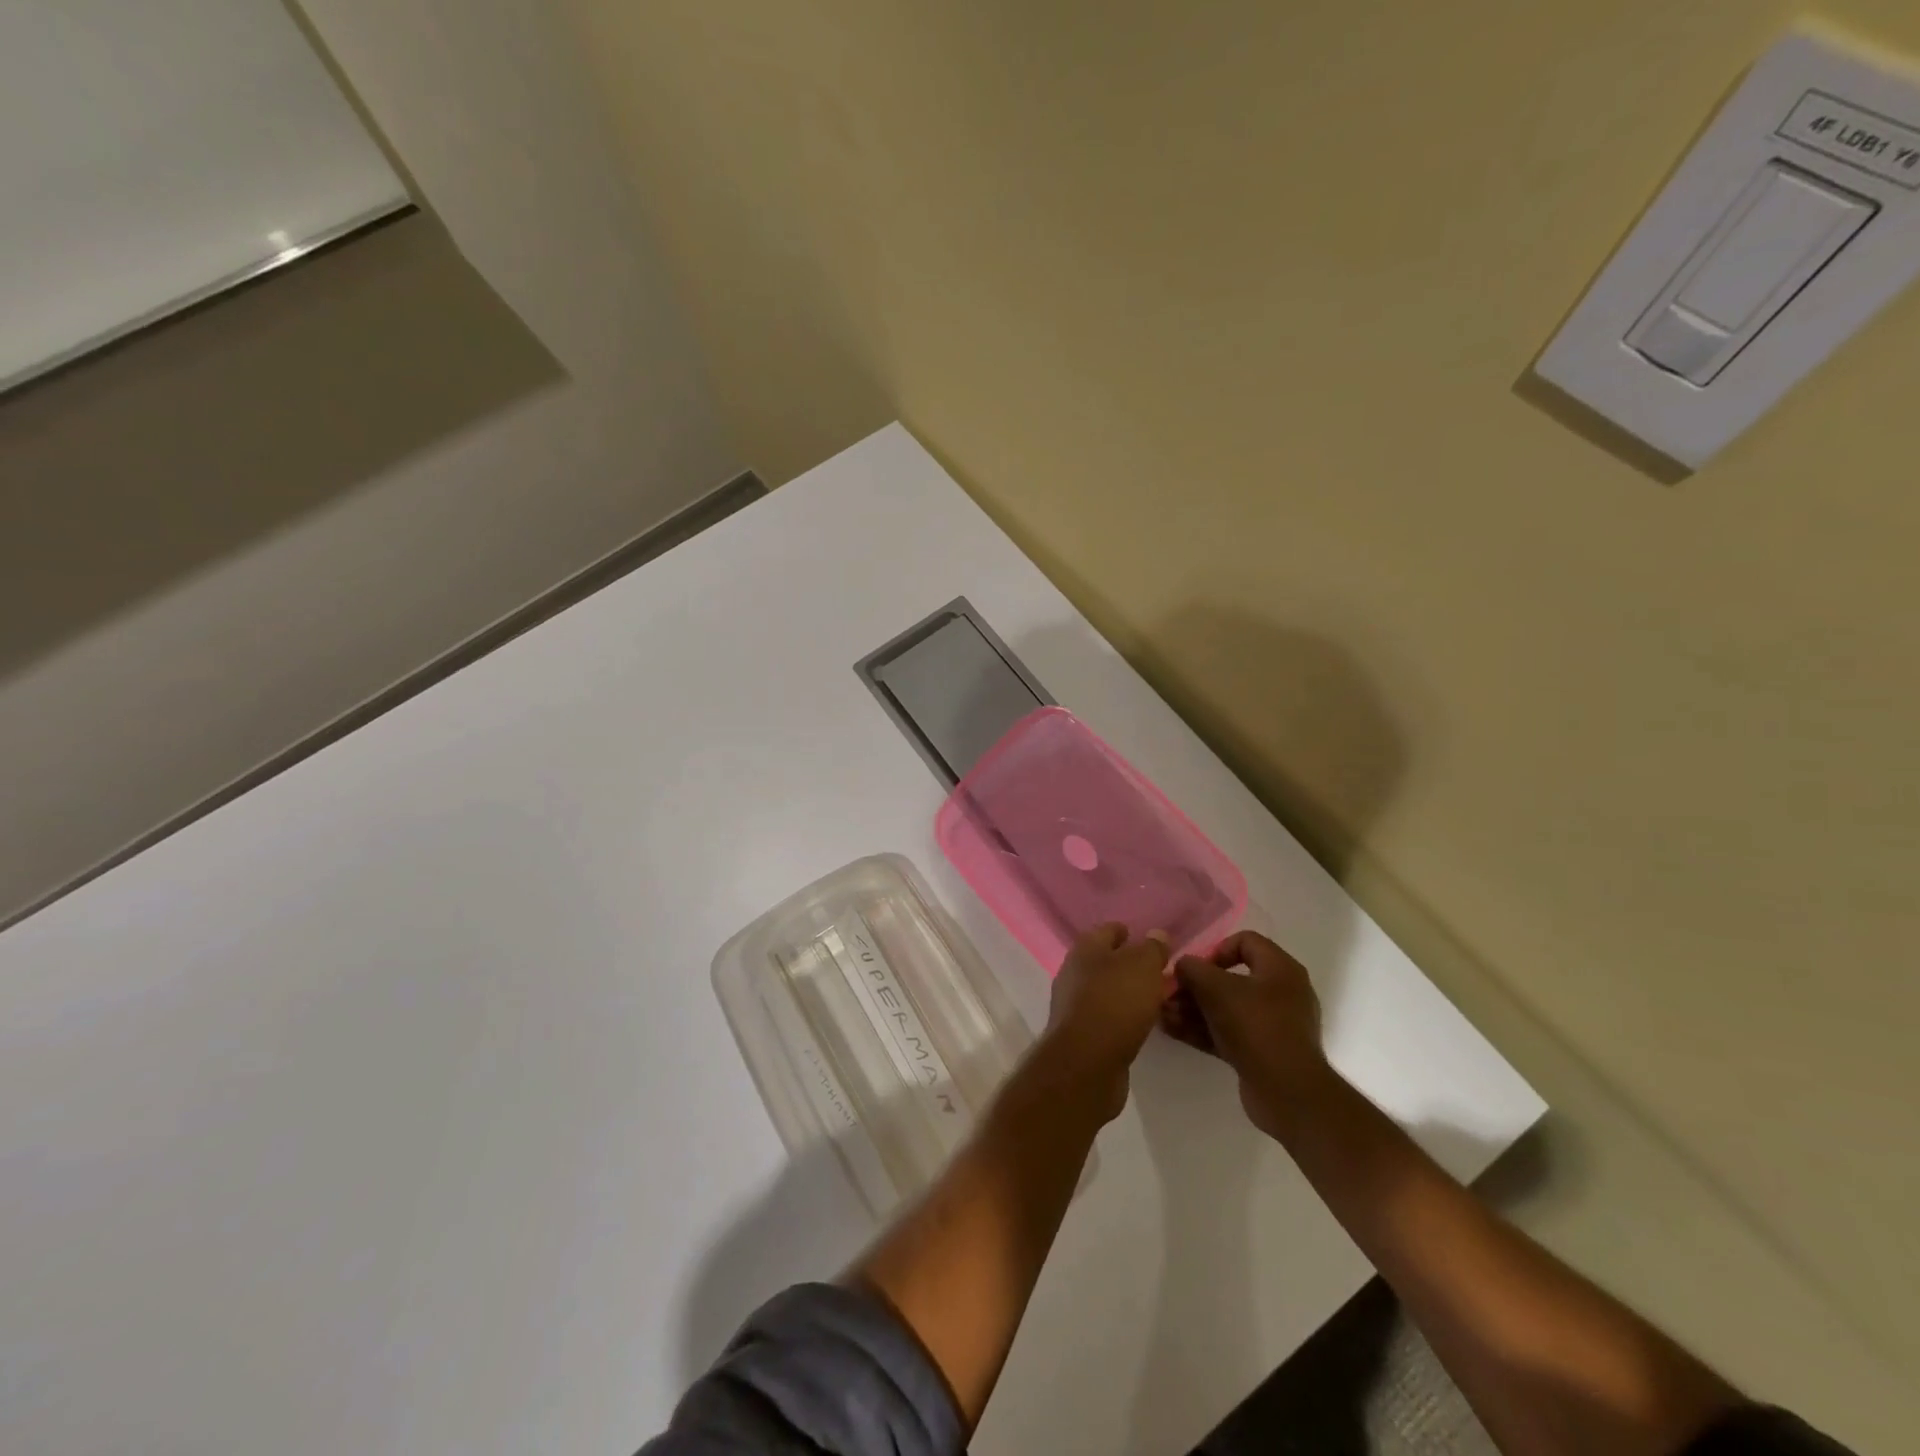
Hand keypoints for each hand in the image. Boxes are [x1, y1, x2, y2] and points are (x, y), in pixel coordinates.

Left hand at [1042, 923, 1173, 1121]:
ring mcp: (1073, 1004)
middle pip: (1104, 961)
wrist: (1087, 1061)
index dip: (1127, 932)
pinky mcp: (1080, 1034)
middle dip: (1128, 964)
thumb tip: (1156, 934)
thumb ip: (1152, 948)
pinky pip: (1105, 1016)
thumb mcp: (1143, 967)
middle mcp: (1073, 972)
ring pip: (1105, 990)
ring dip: (1126, 992)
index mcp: (1085, 948)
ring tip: (1154, 998)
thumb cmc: (1115, 1002)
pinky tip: (1140, 1024)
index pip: (1108, 930)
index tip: (1150, 940)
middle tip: (1158, 972)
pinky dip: (1122, 1016)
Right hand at [1162, 930, 1329, 1137]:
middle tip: (1169, 994)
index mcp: (1280, 969)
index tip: (1195, 968)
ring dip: (1193, 1009)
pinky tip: (1172, 1030)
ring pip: (1226, 1008)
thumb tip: (1182, 965)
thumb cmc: (1255, 1026)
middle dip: (1195, 986)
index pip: (1246, 941)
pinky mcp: (1263, 1052)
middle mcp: (1281, 993)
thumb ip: (1193, 969)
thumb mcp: (1216, 988)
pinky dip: (1203, 1029)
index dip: (1215, 949)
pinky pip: (1228, 1032)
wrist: (1288, 1093)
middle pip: (1231, 978)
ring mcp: (1273, 1025)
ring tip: (1163, 1014)